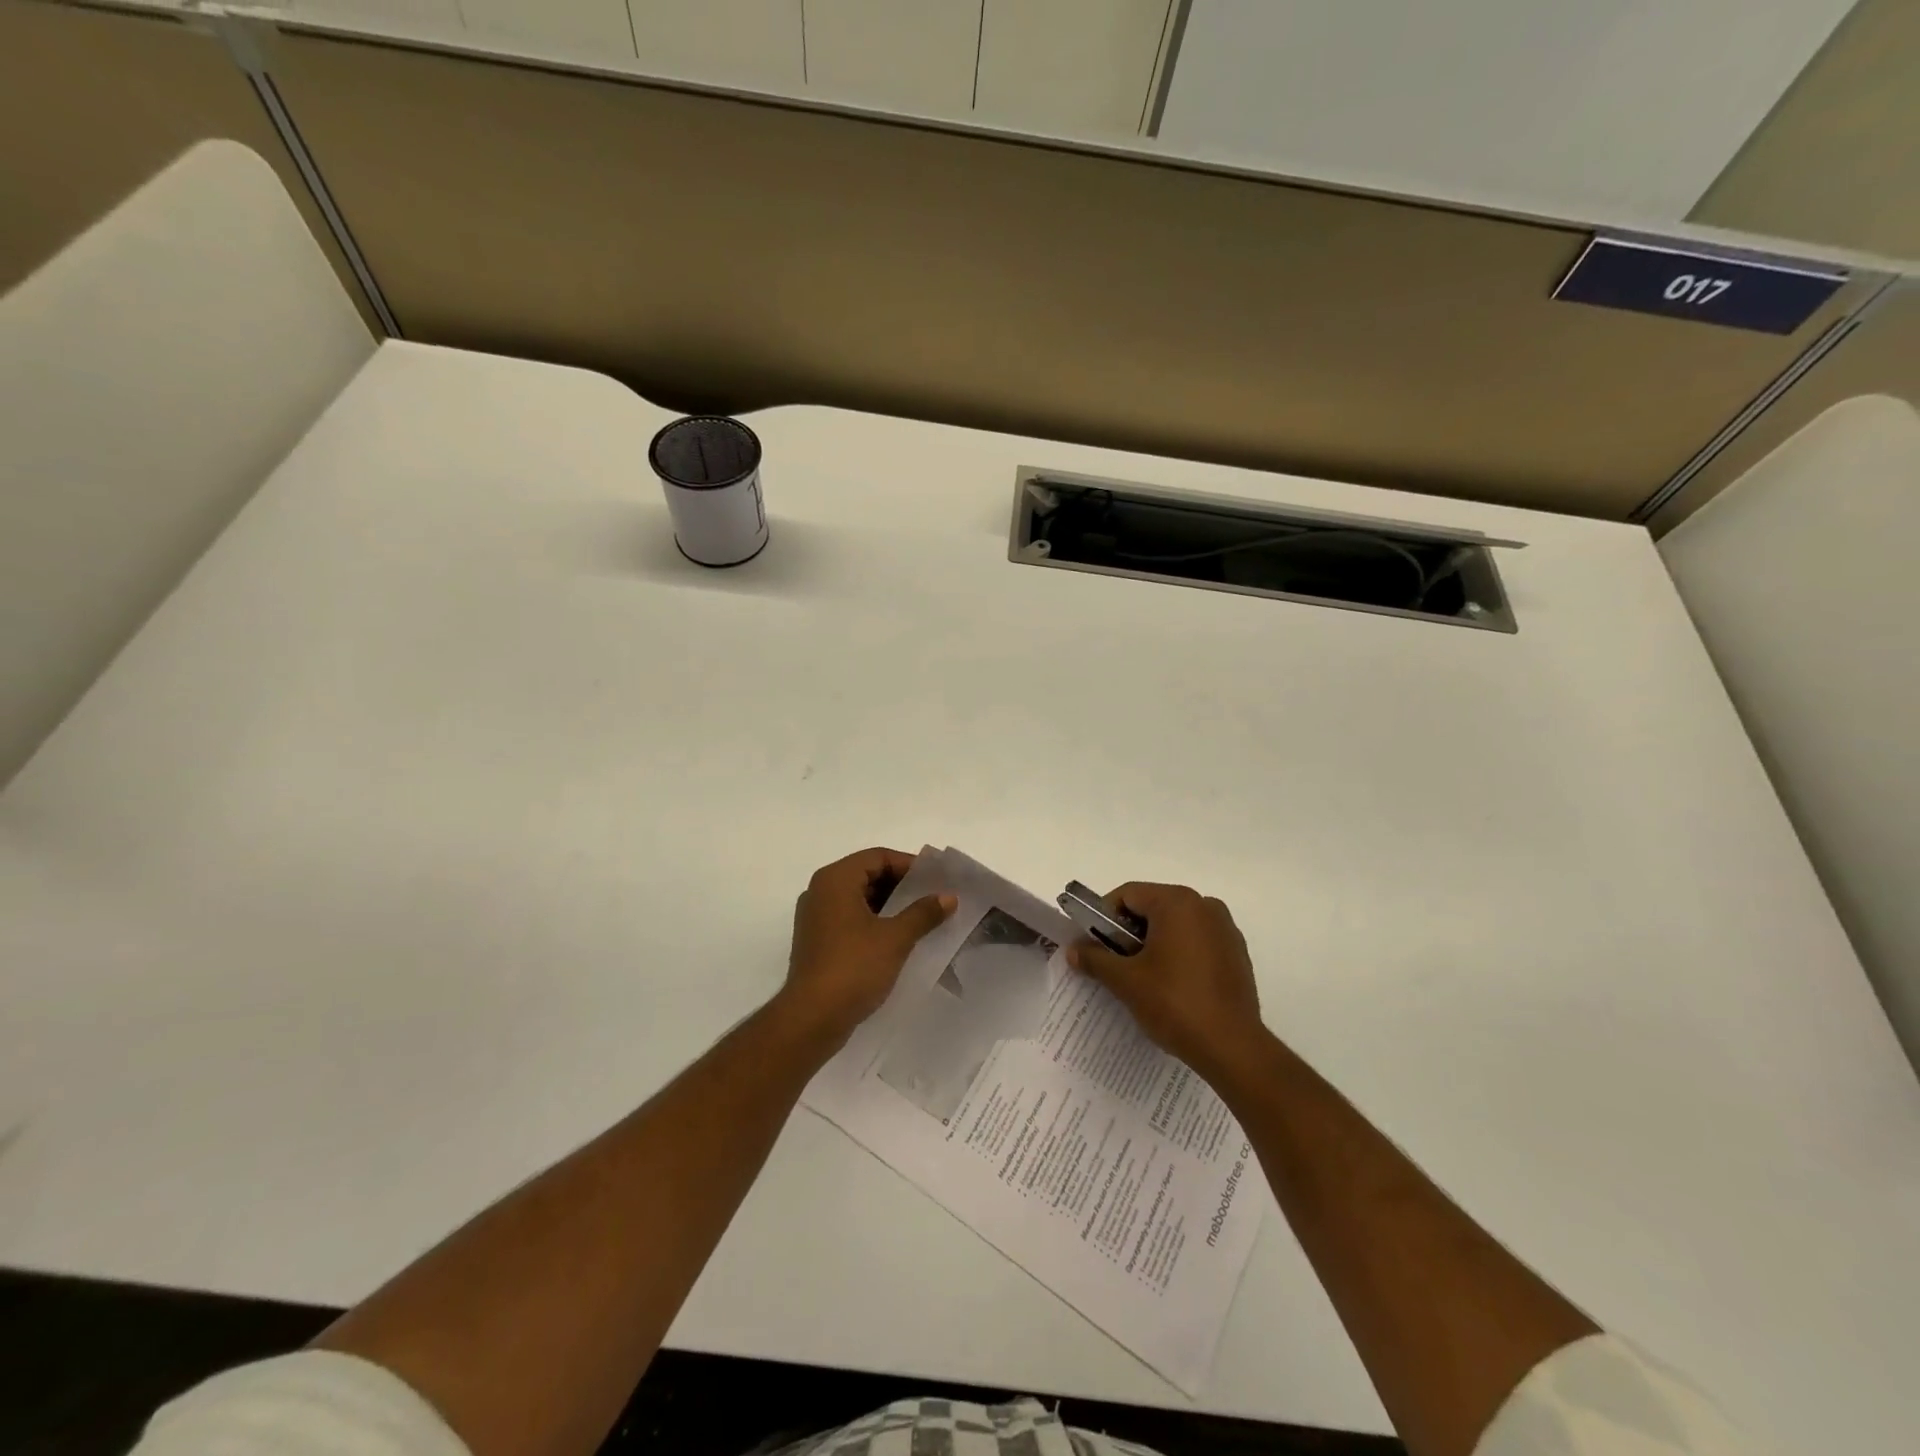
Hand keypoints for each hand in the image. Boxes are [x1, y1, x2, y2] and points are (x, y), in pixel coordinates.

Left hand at [779, 847, 955, 1049]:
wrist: (812, 1018)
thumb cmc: (854, 967)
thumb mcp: (895, 938)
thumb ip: (923, 913)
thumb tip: (949, 897)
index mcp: (835, 879)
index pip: (877, 857)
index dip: (909, 865)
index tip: (936, 880)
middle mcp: (821, 891)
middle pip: (867, 874)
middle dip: (901, 886)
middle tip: (933, 898)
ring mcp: (816, 918)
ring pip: (859, 899)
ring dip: (890, 905)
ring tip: (922, 919)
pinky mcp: (817, 941)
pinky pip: (851, 919)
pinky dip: (875, 922)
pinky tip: (899, 939)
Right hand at [1067, 883, 1265, 1082]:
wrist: (1233, 1048)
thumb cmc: (1174, 1004)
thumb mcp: (1125, 981)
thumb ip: (1095, 959)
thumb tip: (1072, 950)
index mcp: (1177, 902)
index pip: (1127, 895)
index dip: (1103, 917)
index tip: (1094, 945)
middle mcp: (1204, 905)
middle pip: (1152, 907)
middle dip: (1128, 932)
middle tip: (1114, 964)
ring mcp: (1225, 929)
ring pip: (1175, 925)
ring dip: (1153, 943)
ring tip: (1142, 978)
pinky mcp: (1237, 953)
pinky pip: (1197, 942)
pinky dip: (1178, 954)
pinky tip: (1171, 986)